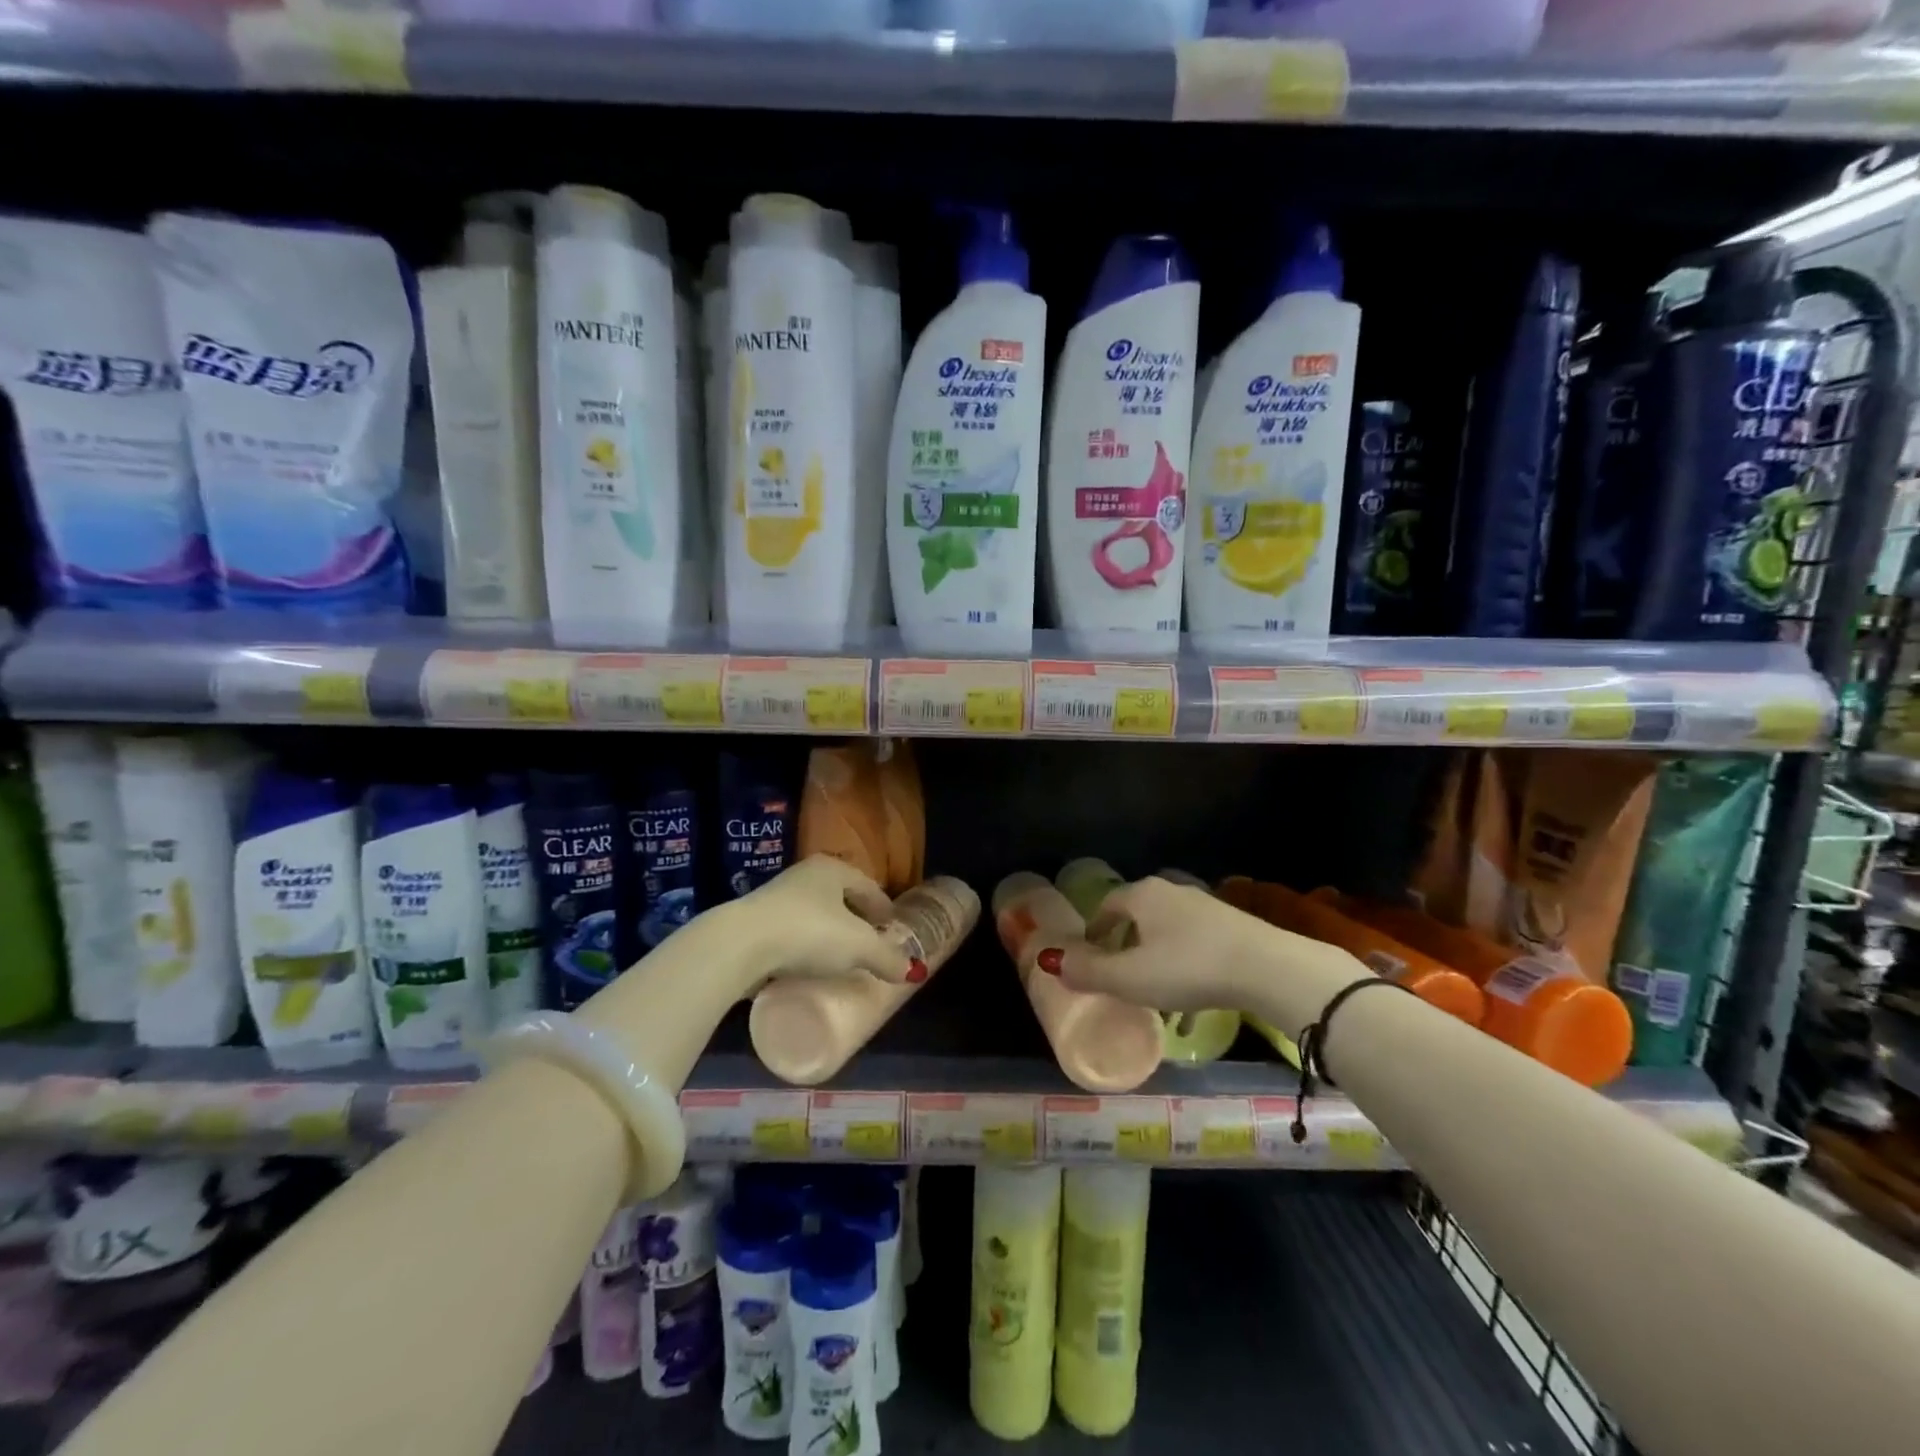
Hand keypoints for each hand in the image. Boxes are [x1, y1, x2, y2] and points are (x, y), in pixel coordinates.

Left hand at [736, 855, 915, 990]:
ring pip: (815, 915)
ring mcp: (776, 897)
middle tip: (870, 944)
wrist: (739, 945)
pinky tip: (809, 965)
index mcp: (833, 869)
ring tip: (841, 959)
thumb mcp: (858, 947)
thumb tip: (913, 971)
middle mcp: (804, 875)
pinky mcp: (754, 923)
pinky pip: (791, 933)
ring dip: (829, 934)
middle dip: (857, 920)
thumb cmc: (808, 933)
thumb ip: (887, 957)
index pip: (868, 886)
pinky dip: (805, 946)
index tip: (892, 928)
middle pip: (841, 898)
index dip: (884, 908)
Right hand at [1061, 876, 1370, 1030]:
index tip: (1089, 960)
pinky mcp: (1233, 926)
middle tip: (1119, 978)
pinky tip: (1192, 1000)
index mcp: (1142, 895)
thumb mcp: (1130, 978)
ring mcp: (1206, 907)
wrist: (1267, 968)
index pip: (1107, 906)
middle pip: (1138, 917)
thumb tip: (1052, 961)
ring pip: (1168, 933)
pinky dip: (1185, 967)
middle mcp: (1172, 891)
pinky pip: (1196, 945)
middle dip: (1125, 946)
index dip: (1094, 933)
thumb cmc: (1188, 968)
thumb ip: (1088, 971)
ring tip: (1156, 996)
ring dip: (1156, 960)